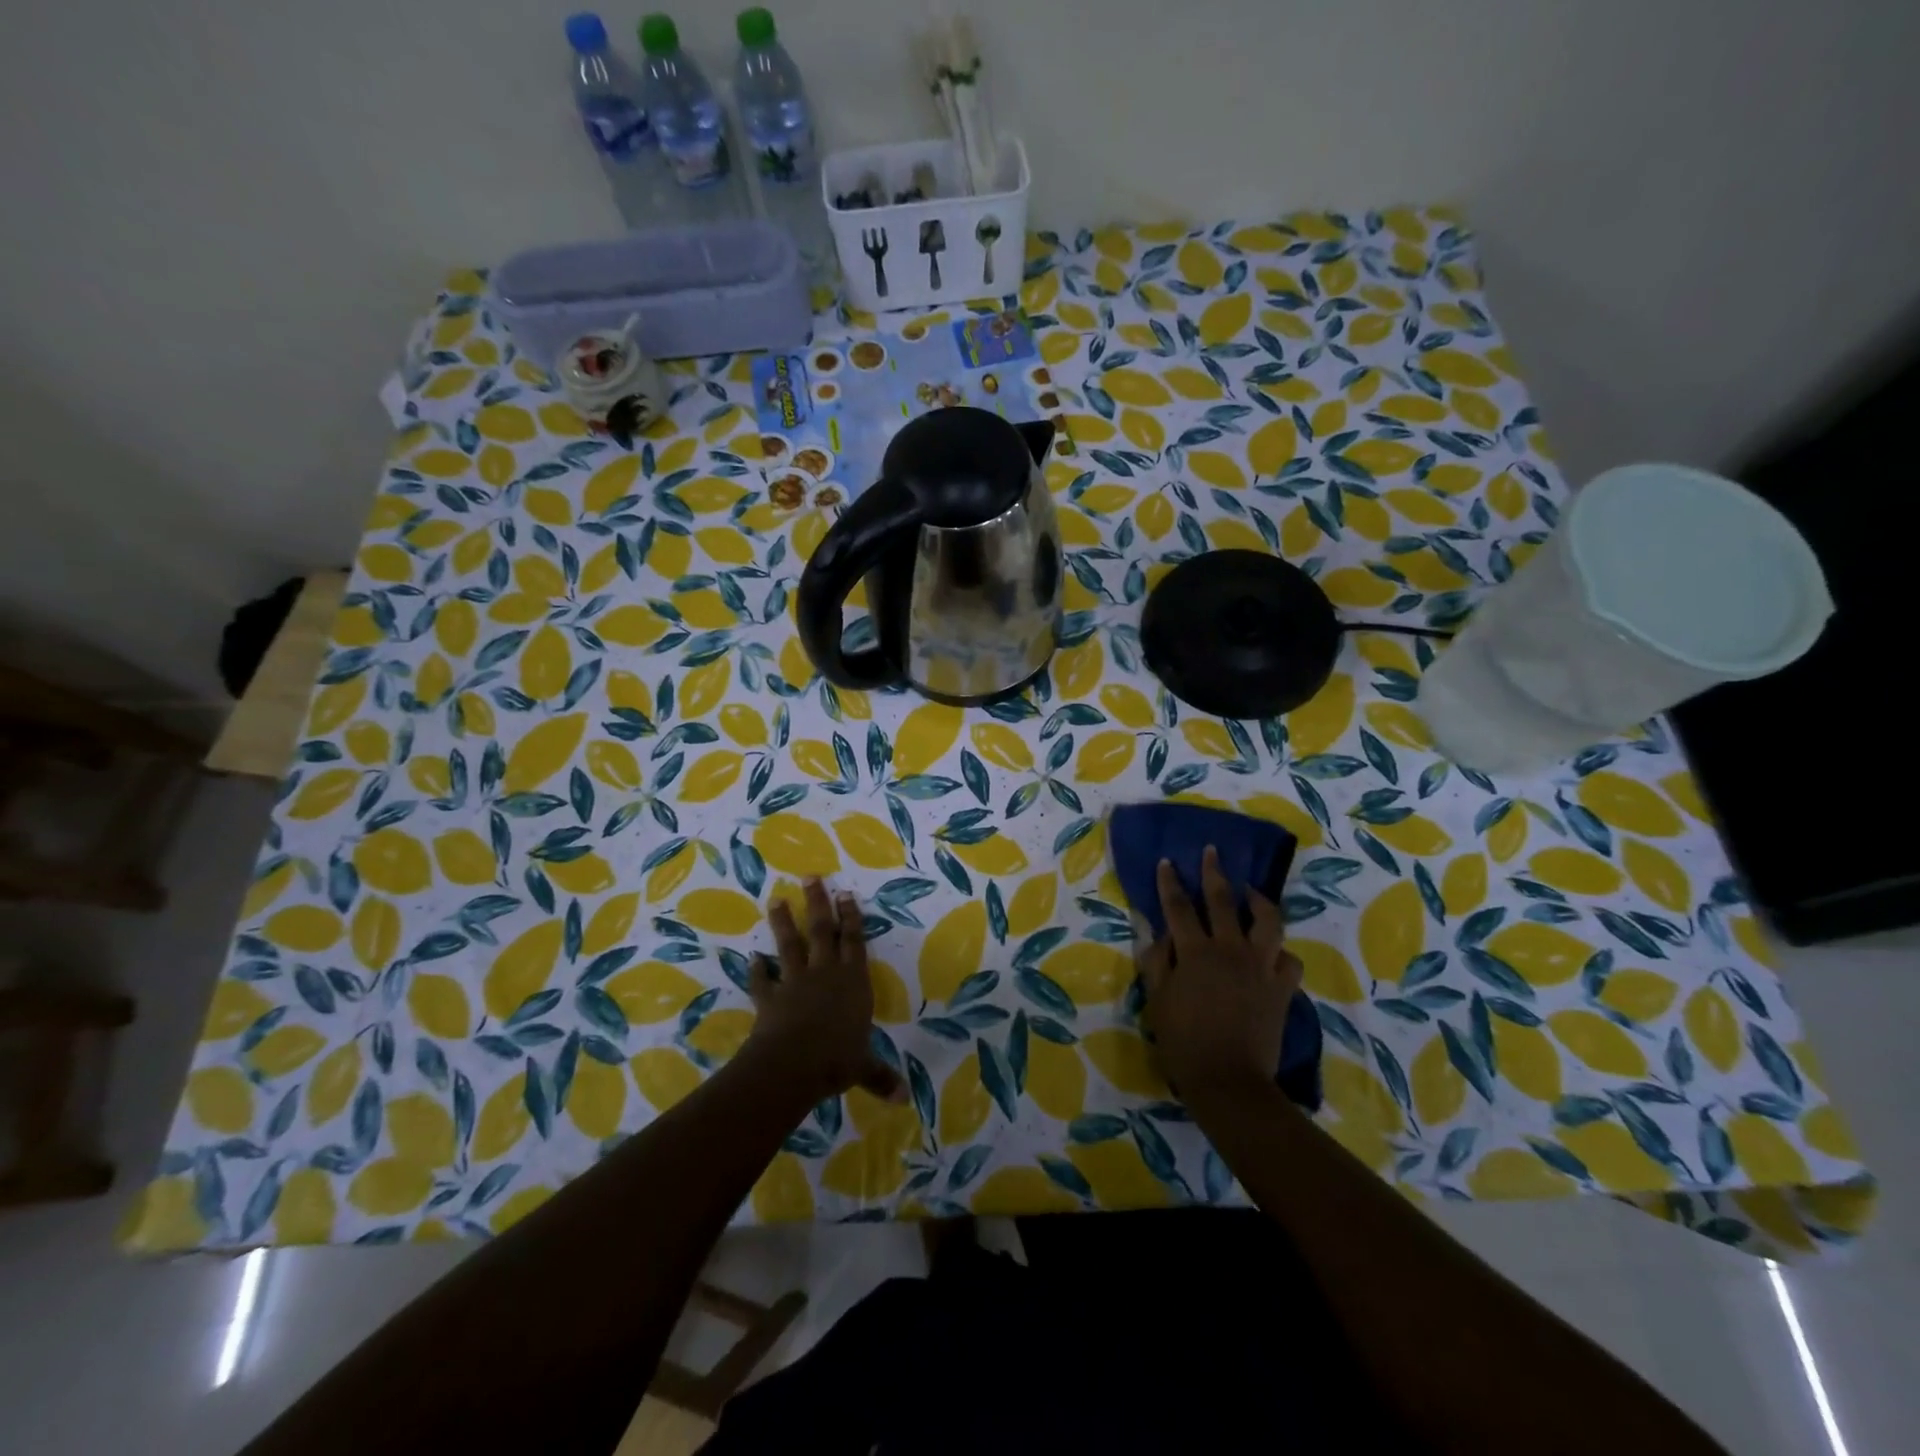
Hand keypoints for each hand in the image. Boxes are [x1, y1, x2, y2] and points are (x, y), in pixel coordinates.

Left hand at [746, 879, 904, 1106]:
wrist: (793, 1064)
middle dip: (817, 903)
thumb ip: (881, 1077)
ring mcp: (795, 982)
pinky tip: (751, 958)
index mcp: (853, 982)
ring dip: (782, 923)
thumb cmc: (837, 1059)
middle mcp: (825, 973)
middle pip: (822, 931)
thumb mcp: (863, 1068)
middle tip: (810, 877)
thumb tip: (904, 1098)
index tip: (846, 893)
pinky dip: (756, 970)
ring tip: (775, 899)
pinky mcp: (770, 997)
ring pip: (789, 945)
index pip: (854, 942)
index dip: (851, 917)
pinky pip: (762, 980)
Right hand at [1137, 847, 1302, 1100]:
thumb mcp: (1157, 999)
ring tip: (1253, 892)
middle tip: (1212, 852)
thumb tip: (1159, 933)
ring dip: (1259, 901)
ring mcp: (1261, 967)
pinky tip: (1273, 952)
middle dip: (1214, 873)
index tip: (1168, 861)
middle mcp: (1230, 950)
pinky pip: (1288, 960)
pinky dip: (1280, 952)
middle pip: (1223, 901)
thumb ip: (1157, 961)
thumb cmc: (1184, 1041)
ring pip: (1268, 922)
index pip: (1179, 907)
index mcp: (1196, 952)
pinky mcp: (1282, 988)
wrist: (1228, 1080)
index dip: (1171, 882)